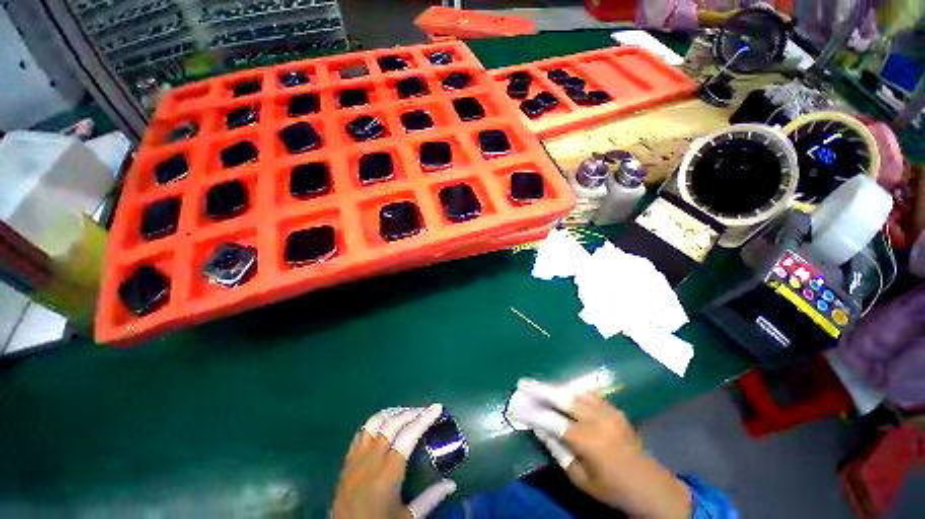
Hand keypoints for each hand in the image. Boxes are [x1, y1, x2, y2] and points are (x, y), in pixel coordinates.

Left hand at [332, 405, 456, 518]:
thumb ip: (429, 499)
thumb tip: (452, 484)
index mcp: (388, 474)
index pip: (408, 435)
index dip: (424, 419)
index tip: (437, 407)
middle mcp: (371, 460)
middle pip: (392, 424)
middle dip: (411, 412)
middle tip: (425, 410)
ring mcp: (356, 458)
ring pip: (375, 422)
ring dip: (393, 413)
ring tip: (407, 413)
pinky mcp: (347, 460)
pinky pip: (362, 431)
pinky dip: (376, 421)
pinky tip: (385, 423)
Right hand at [513, 379, 691, 518]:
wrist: (651, 486)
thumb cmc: (612, 488)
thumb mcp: (580, 479)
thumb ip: (558, 450)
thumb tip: (539, 428)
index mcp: (588, 441)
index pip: (552, 420)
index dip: (533, 412)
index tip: (518, 404)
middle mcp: (597, 420)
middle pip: (563, 398)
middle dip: (540, 389)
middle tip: (523, 383)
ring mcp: (607, 411)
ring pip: (574, 391)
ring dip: (554, 387)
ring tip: (537, 384)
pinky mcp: (614, 408)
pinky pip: (587, 394)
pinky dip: (570, 390)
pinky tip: (560, 390)